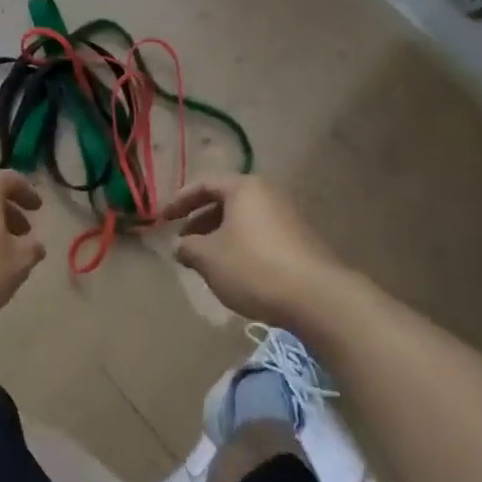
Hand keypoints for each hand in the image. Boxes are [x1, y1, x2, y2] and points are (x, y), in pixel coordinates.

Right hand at [161, 175, 347, 325]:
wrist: (318, 297)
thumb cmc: (255, 268)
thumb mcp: (210, 259)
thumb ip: (189, 248)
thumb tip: (180, 246)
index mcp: (243, 187)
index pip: (204, 184)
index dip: (180, 200)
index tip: (163, 219)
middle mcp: (266, 193)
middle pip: (225, 200)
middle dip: (201, 220)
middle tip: (185, 241)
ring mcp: (286, 215)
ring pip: (243, 219)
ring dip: (220, 235)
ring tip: (207, 260)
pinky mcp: (299, 239)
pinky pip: (260, 233)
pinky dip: (241, 245)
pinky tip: (236, 271)